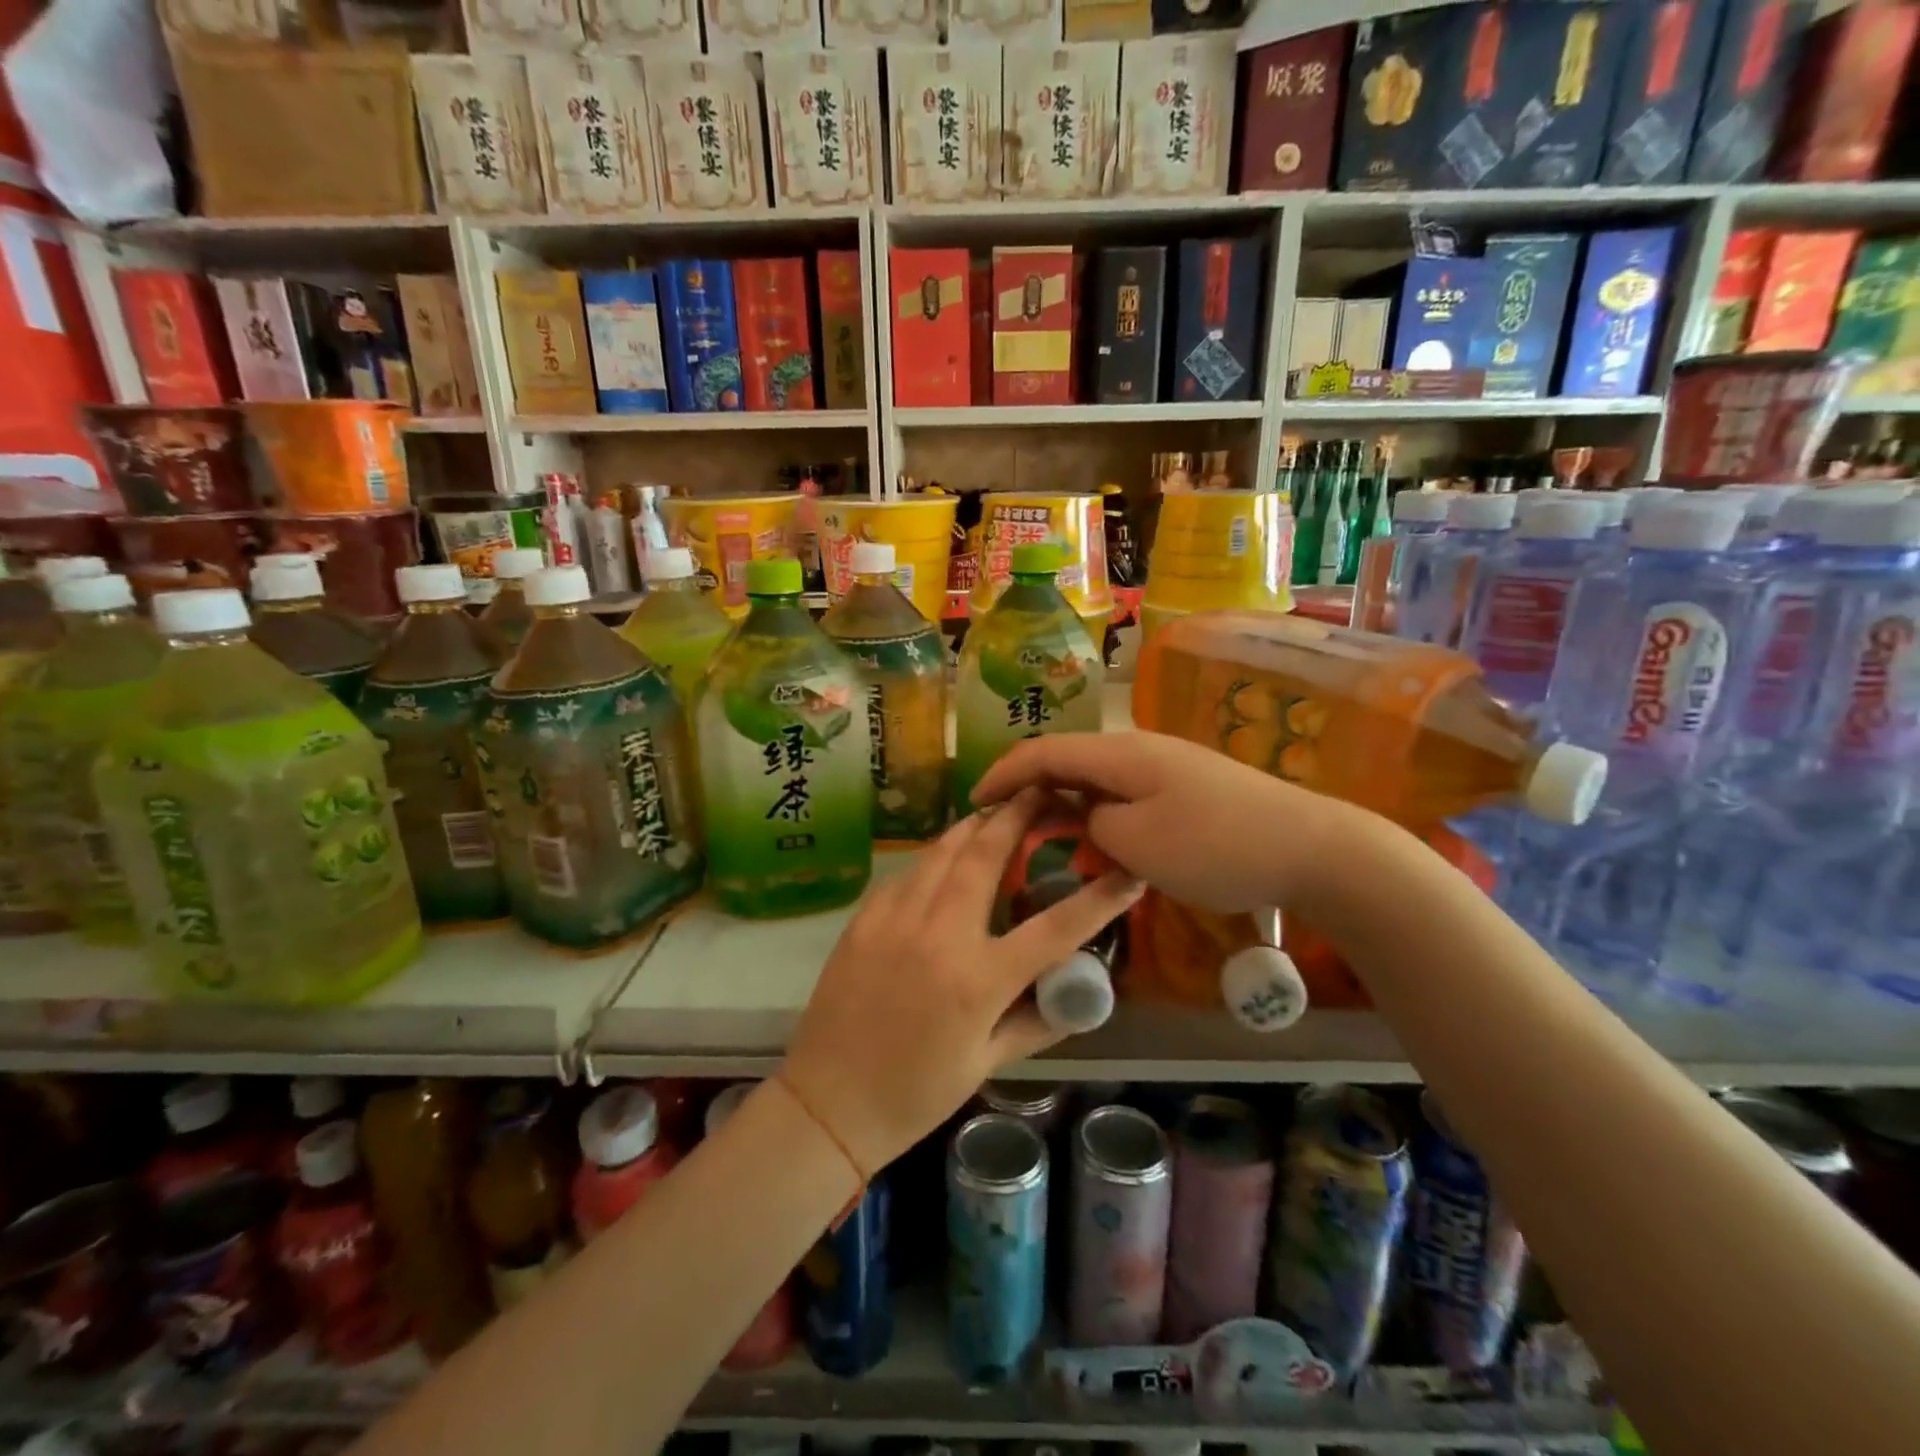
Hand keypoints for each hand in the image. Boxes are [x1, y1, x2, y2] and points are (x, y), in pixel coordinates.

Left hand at [780, 789, 1142, 1176]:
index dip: (1099, 899)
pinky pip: (907, 874)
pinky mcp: (864, 918)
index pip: (1054, 929)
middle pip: (985, 857)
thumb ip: (1036, 1022)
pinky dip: (932, 858)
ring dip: (972, 826)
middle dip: (1016, 815)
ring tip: (995, 810)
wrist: (828, 1102)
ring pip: (940, 852)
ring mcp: (895, 920)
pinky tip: (943, 859)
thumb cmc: (915, 1092)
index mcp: (978, 979)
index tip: (1127, 872)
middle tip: (1038, 790)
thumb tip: (1074, 994)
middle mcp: (938, 935)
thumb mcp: (986, 1063)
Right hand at [970, 731, 1339, 913]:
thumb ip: (1093, 825)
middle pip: (1067, 758)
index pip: (1043, 751)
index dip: (1002, 773)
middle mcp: (1138, 748)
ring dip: (1062, 799)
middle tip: (999, 821)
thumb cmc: (1215, 845)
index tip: (973, 801)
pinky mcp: (1185, 787)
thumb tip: (1086, 816)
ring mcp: (1165, 766)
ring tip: (1036, 830)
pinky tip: (1092, 835)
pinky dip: (1095, 810)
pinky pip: (1123, 791)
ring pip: (1095, 777)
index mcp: (1120, 753)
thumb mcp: (1136, 845)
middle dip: (1027, 785)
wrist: (1309, 847)